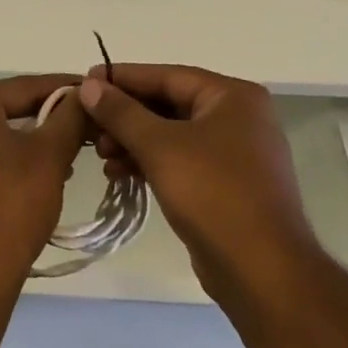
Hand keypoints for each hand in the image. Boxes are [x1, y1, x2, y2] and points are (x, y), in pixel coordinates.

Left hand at [0, 76, 86, 292]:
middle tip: (85, 123)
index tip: (94, 91)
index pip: (24, 86)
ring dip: (31, 138)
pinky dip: (9, 156)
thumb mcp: (51, 155)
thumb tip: (84, 93)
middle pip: (7, 106)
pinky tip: (38, 172)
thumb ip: (70, 116)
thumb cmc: (11, 205)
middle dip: (48, 115)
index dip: (64, 88)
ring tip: (69, 152)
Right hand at [78, 65, 317, 311]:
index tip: (85, 81)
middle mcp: (238, 117)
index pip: (167, 76)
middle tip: (89, 127)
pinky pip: (181, 161)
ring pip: (172, 135)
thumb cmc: (213, 194)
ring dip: (133, 142)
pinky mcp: (227, 186)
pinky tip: (120, 173)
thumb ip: (121, 112)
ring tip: (102, 155)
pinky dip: (151, 163)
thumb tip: (89, 84)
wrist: (263, 272)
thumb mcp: (159, 146)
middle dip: (126, 117)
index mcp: (233, 96)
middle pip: (168, 104)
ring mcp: (235, 154)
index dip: (122, 78)